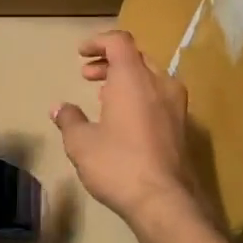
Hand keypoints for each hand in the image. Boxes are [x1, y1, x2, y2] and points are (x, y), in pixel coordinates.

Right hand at [51, 31, 199, 225]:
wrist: (165, 201)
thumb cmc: (118, 164)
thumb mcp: (81, 143)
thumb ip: (69, 119)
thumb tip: (59, 108)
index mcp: (134, 78)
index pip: (119, 41)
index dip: (98, 42)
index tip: (80, 54)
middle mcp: (160, 84)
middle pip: (136, 58)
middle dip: (110, 63)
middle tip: (88, 76)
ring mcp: (177, 106)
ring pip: (151, 78)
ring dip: (126, 81)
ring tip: (104, 98)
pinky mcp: (183, 127)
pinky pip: (160, 98)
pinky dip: (140, 98)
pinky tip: (125, 121)